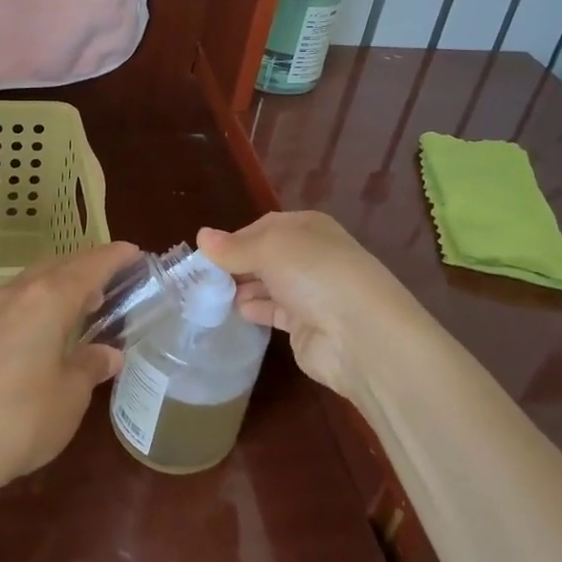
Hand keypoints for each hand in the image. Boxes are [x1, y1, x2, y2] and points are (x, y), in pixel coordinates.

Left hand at [0, 242, 134, 498]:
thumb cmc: (20, 420)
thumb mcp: (70, 397)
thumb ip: (90, 366)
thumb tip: (109, 353)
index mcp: (49, 299)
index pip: (90, 266)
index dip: (114, 257)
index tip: (134, 252)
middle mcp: (17, 293)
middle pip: (58, 266)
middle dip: (85, 267)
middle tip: (110, 282)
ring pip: (30, 282)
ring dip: (56, 285)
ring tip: (76, 305)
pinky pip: (9, 303)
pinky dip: (32, 304)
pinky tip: (35, 332)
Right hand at [197, 212, 423, 403]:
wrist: (360, 335)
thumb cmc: (314, 274)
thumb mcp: (268, 249)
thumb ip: (233, 247)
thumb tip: (201, 236)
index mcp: (307, 227)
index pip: (263, 226)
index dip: (235, 238)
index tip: (206, 254)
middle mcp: (310, 255)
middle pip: (264, 255)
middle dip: (236, 264)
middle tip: (202, 277)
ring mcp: (310, 292)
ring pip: (267, 283)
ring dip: (242, 287)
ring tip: (210, 295)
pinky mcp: (306, 325)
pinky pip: (273, 311)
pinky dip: (255, 309)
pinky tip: (235, 311)